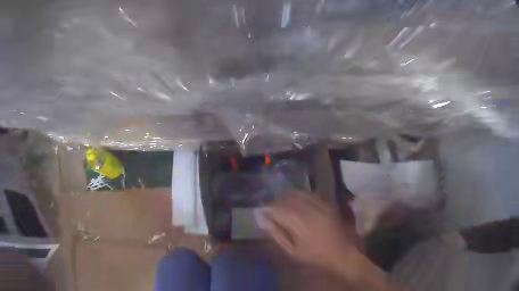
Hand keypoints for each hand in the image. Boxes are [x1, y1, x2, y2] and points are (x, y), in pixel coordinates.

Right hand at [263, 193, 361, 274]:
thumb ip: (278, 234)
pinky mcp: (329, 204)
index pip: (278, 209)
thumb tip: (264, 221)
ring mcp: (321, 206)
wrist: (344, 254)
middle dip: (277, 203)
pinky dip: (301, 196)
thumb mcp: (292, 251)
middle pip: (288, 200)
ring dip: (288, 198)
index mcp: (300, 224)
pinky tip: (297, 202)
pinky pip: (311, 195)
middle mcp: (311, 211)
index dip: (268, 208)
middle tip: (271, 209)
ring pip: (299, 195)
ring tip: (283, 205)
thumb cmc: (315, 257)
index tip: (261, 211)